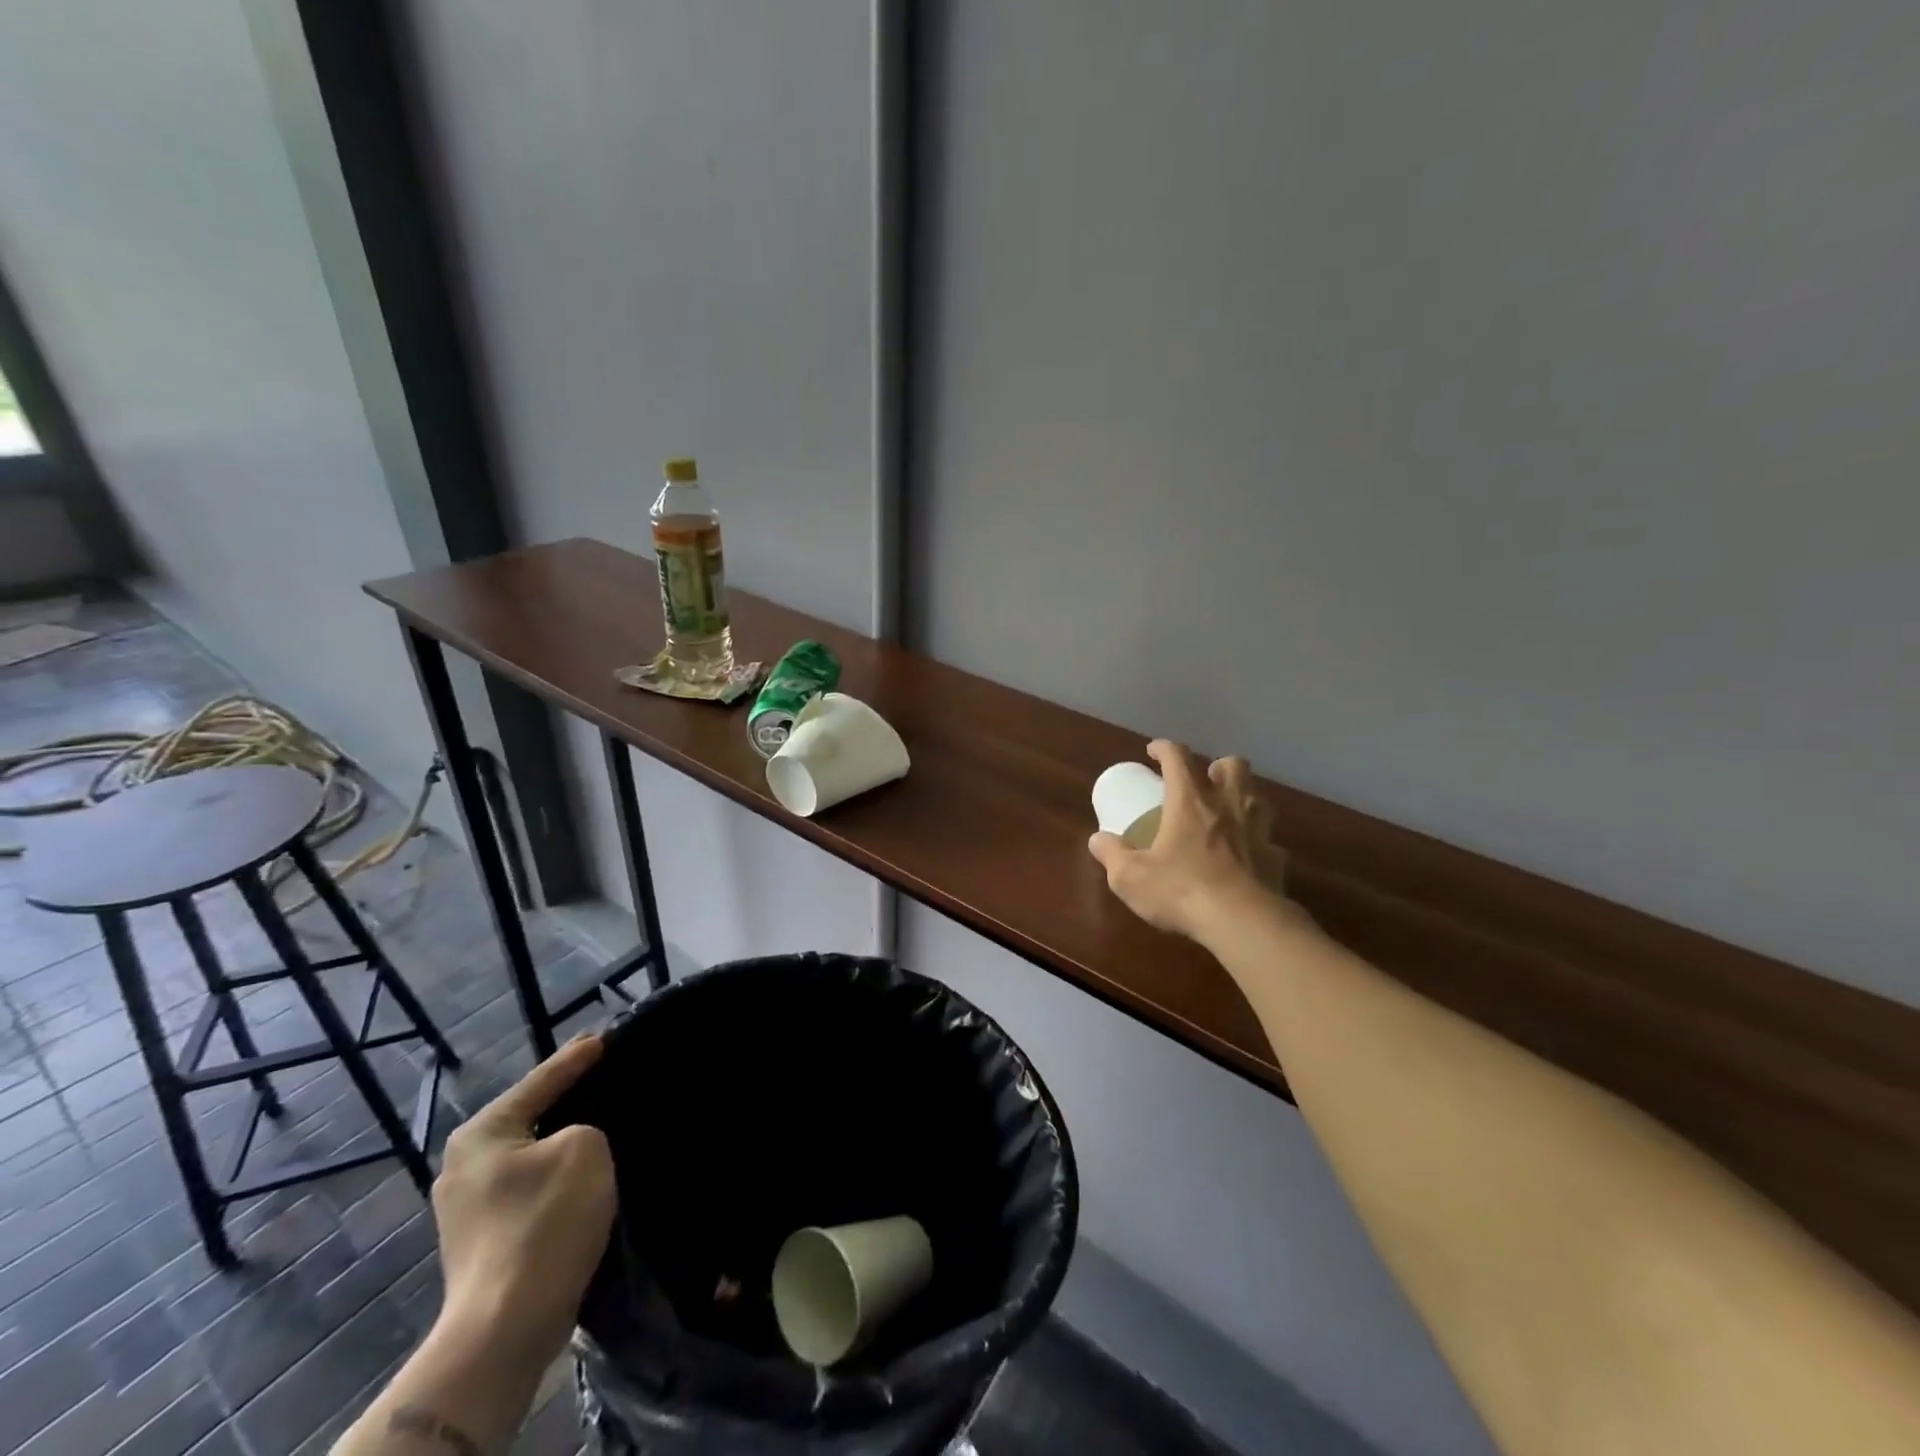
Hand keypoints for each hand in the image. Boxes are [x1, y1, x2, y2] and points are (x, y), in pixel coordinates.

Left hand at [431, 1034, 616, 1371]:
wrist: (505, 1328)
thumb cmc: (544, 1221)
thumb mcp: (584, 1148)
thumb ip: (585, 1126)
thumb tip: (575, 1141)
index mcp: (481, 1133)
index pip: (540, 1080)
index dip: (577, 1058)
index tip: (606, 1037)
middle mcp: (463, 1165)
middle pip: (529, 1116)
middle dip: (567, 1099)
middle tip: (606, 1075)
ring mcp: (468, 1208)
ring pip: (530, 1155)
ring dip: (563, 1141)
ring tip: (602, 1122)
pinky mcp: (483, 1241)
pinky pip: (529, 1187)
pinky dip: (556, 1175)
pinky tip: (584, 1174)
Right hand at [1088, 739, 1286, 940]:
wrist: (1243, 923)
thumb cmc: (1181, 890)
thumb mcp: (1130, 877)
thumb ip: (1112, 855)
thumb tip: (1098, 840)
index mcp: (1190, 802)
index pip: (1178, 758)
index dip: (1164, 748)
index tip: (1153, 751)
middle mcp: (1228, 806)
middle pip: (1233, 765)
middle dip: (1218, 766)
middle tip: (1205, 781)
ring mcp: (1258, 831)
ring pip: (1259, 798)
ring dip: (1244, 798)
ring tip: (1229, 814)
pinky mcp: (1276, 859)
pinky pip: (1270, 842)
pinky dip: (1259, 844)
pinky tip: (1248, 858)